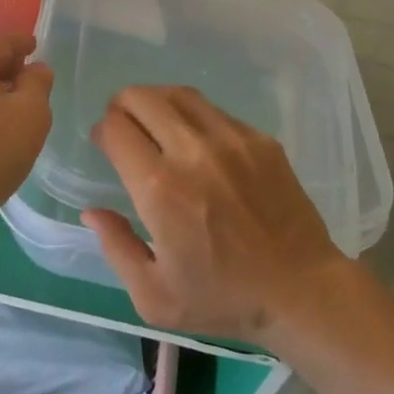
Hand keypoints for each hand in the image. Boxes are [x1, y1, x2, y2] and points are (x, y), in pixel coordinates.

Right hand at [82, 86, 349, 340]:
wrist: (302, 291)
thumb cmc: (223, 299)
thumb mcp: (153, 296)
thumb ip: (115, 247)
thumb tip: (91, 210)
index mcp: (160, 188)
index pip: (115, 128)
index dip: (102, 131)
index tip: (104, 145)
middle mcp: (193, 152)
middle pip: (141, 98)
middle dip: (122, 107)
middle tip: (124, 128)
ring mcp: (231, 139)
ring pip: (178, 94)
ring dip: (156, 102)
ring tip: (155, 124)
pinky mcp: (260, 139)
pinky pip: (214, 110)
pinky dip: (193, 116)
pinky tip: (197, 142)